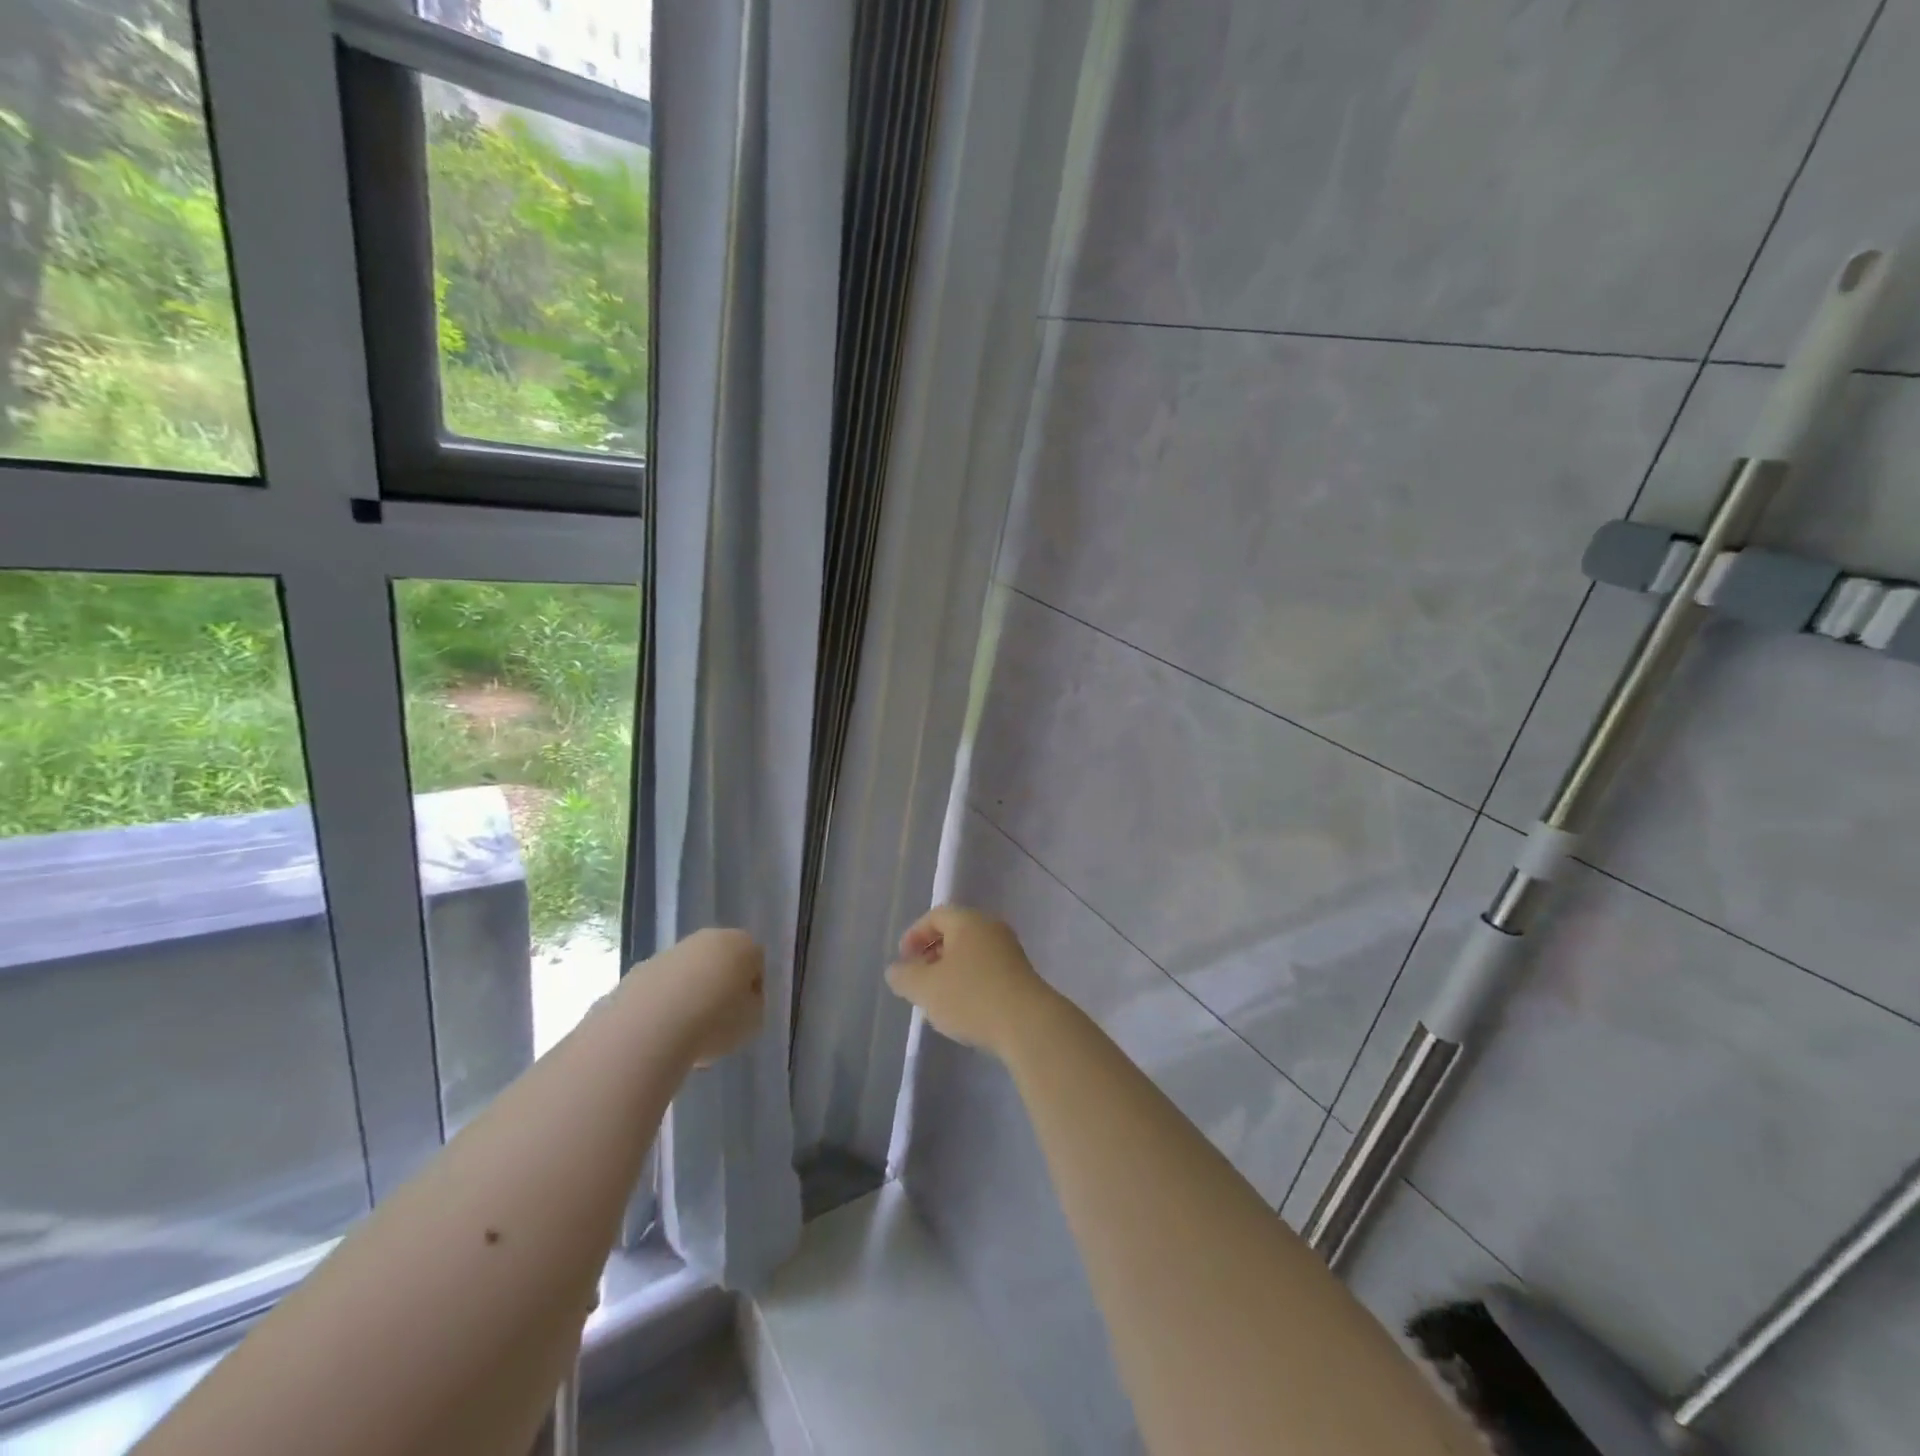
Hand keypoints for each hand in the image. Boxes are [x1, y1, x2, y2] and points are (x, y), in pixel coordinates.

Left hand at [650, 928, 765, 1065]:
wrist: (650, 1028)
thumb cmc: (715, 1022)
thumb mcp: (753, 1021)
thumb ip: (753, 1006)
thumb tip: (740, 1002)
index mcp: (741, 944)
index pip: (756, 962)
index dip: (753, 990)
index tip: (745, 1015)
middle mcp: (707, 939)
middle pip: (721, 961)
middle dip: (721, 987)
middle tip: (718, 1021)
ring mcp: (670, 952)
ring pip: (689, 973)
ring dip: (691, 995)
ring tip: (687, 1033)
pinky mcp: (640, 970)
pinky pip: (662, 987)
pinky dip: (665, 1004)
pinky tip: (663, 1030)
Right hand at [884, 906, 1057, 1058]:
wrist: (1028, 1024)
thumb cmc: (971, 997)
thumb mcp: (926, 988)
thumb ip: (904, 976)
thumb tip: (896, 969)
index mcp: (969, 921)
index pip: (935, 916)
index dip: (914, 935)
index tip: (904, 961)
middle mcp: (992, 928)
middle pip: (955, 933)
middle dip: (932, 954)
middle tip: (919, 980)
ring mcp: (1010, 952)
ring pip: (972, 954)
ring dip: (951, 971)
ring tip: (939, 999)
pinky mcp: (1021, 976)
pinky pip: (988, 970)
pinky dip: (970, 983)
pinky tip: (965, 1009)